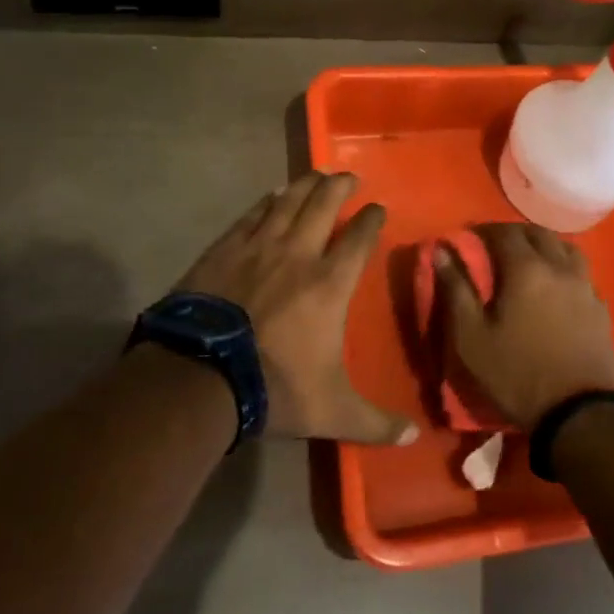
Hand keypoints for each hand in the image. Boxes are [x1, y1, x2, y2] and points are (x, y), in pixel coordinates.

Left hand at [177, 172, 416, 444]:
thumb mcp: (332, 411)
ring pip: (289, 202)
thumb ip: (374, 423)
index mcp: (329, 284)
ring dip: (306, 185)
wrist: (200, 375)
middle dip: (340, 187)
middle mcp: (299, 254)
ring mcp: (259, 247)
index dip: (371, 220)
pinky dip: (266, 202)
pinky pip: (252, 216)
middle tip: (348, 177)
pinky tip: (272, 195)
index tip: (378, 208)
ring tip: (316, 173)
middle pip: (324, 206)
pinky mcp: (225, 249)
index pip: (359, 240)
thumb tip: (413, 439)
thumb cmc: (274, 387)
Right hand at [436, 223, 613, 429]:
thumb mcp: (471, 338)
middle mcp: (559, 268)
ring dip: (545, 246)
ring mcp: (585, 286)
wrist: (580, 413)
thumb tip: (441, 251)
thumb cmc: (517, 374)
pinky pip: (582, 273)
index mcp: (526, 269)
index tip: (470, 237)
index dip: (485, 230)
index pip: (504, 232)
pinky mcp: (601, 308)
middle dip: (515, 233)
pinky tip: (558, 286)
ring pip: (566, 249)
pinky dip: (565, 268)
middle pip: (538, 234)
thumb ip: (455, 290)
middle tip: (497, 246)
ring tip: (530, 260)